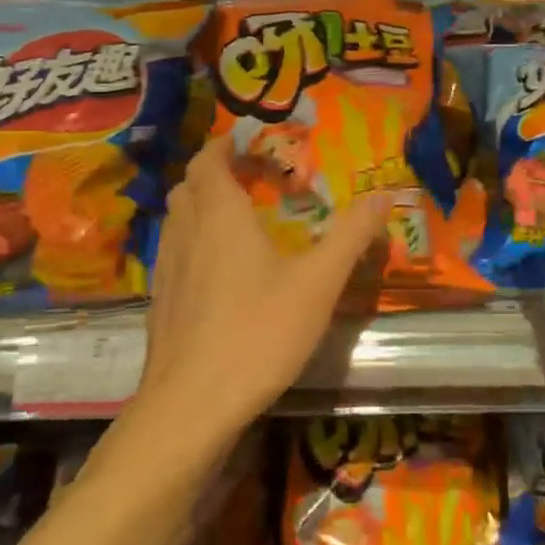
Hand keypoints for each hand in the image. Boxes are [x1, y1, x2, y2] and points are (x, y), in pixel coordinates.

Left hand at [134, 138, 389, 439]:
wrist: (191, 405)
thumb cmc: (258, 332)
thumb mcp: (318, 282)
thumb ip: (350, 236)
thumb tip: (383, 195)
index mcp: (219, 215)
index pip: (209, 160)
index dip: (225, 144)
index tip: (250, 140)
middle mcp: (185, 232)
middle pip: (189, 185)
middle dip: (215, 172)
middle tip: (251, 176)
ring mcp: (166, 269)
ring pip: (177, 219)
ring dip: (202, 206)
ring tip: (237, 219)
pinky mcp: (160, 303)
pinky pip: (174, 252)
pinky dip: (193, 242)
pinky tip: (219, 272)